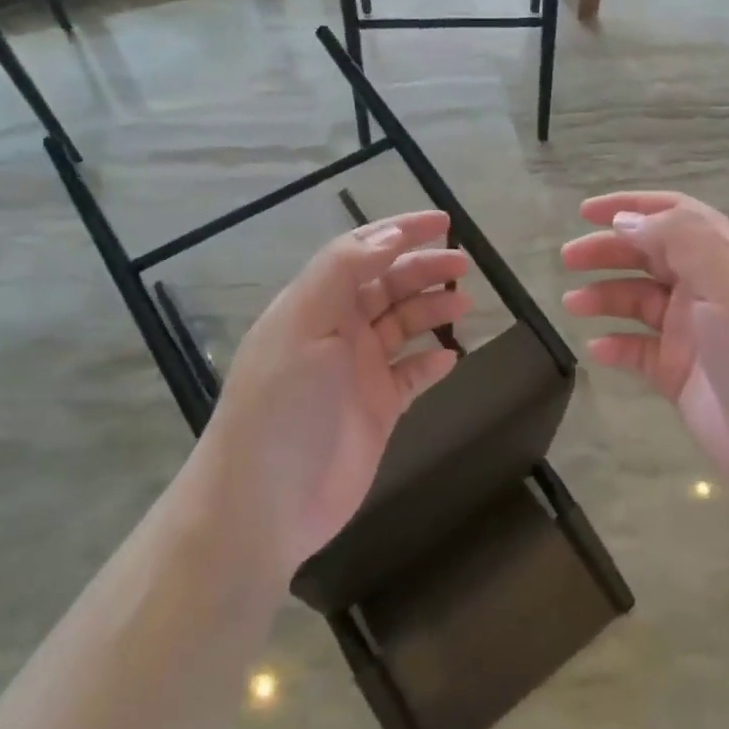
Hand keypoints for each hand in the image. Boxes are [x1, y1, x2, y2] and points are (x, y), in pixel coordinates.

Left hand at [196, 211, 470, 575]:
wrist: (264, 505)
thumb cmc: (282, 407)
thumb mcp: (303, 327)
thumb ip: (342, 274)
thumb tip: (389, 236)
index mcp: (315, 305)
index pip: (361, 252)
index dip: (400, 231)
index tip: (443, 222)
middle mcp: (337, 331)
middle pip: (387, 285)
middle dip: (424, 268)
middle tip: (464, 265)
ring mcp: (357, 371)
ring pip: (402, 325)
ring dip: (432, 310)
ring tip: (464, 307)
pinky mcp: (376, 409)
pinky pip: (410, 374)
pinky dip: (431, 362)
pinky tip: (451, 357)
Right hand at [561, 191, 728, 514]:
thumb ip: (682, 241)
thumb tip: (627, 221)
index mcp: (728, 258)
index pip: (675, 215)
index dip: (631, 207)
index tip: (585, 211)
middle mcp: (711, 289)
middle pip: (650, 255)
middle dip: (608, 251)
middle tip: (568, 259)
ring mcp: (696, 334)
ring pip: (640, 302)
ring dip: (605, 296)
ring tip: (572, 304)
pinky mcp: (683, 377)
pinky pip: (640, 351)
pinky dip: (617, 345)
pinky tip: (597, 349)